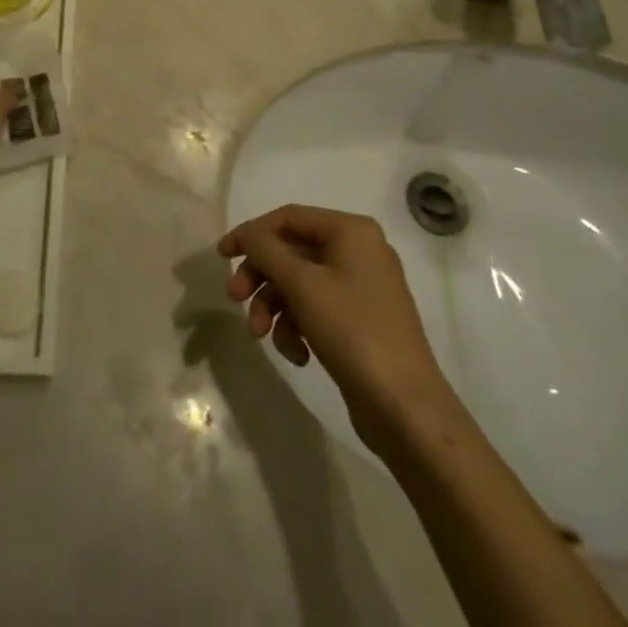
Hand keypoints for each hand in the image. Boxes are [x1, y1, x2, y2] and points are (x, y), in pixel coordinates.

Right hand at [220, 205, 454, 455]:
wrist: (406, 408)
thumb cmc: (353, 332)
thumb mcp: (302, 286)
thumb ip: (267, 251)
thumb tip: (247, 234)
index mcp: (351, 230)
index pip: (288, 217)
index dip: (251, 233)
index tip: (221, 256)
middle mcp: (359, 250)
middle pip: (292, 252)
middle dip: (261, 277)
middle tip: (235, 300)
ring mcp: (362, 286)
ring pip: (301, 283)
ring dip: (274, 307)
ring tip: (261, 337)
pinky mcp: (361, 320)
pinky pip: (317, 308)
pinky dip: (298, 326)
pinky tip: (297, 354)